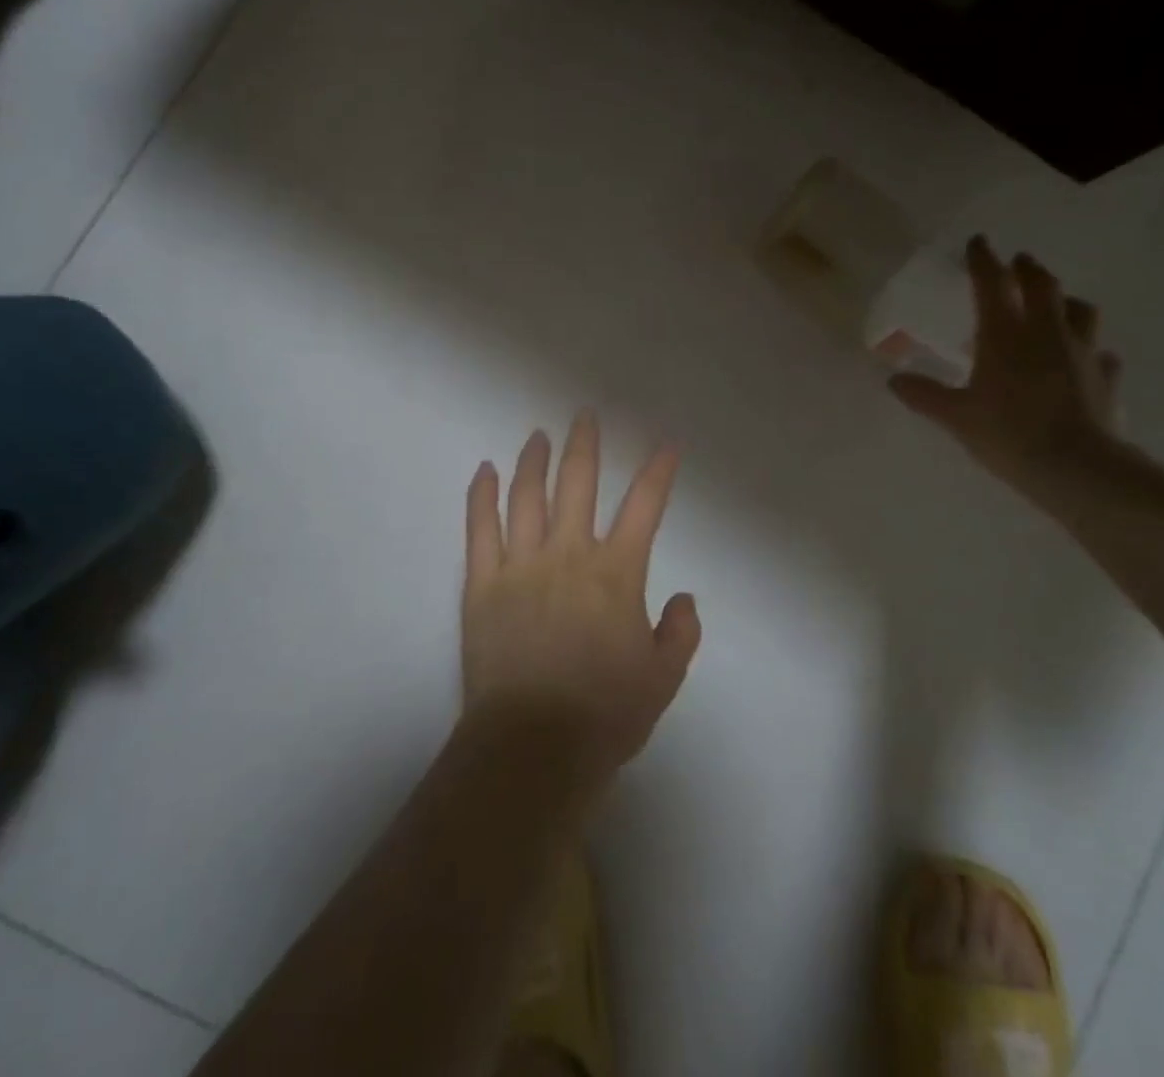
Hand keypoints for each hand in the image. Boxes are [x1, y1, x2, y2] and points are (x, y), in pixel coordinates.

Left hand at [461, 412, 700, 778]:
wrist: (531, 747)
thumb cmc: (604, 715)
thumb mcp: (663, 679)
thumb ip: (680, 632)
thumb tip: (683, 598)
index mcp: (616, 573)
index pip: (645, 507)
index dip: (658, 472)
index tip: (666, 445)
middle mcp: (569, 555)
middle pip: (578, 483)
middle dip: (585, 445)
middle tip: (585, 416)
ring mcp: (520, 565)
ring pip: (527, 496)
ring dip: (534, 460)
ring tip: (539, 435)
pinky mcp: (481, 584)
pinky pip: (480, 529)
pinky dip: (482, 496)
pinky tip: (485, 471)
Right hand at [890, 236, 1123, 509]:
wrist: (1076, 466)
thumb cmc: (1008, 433)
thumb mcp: (955, 416)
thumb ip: (924, 394)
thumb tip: (892, 380)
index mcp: (1004, 335)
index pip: (991, 284)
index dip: (983, 260)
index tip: (978, 242)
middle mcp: (1045, 332)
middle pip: (1042, 285)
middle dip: (1028, 269)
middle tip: (1019, 262)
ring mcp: (1082, 351)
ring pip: (1079, 310)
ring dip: (1064, 300)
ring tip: (1056, 303)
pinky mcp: (1105, 376)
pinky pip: (1099, 352)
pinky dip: (1089, 348)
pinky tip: (1083, 359)